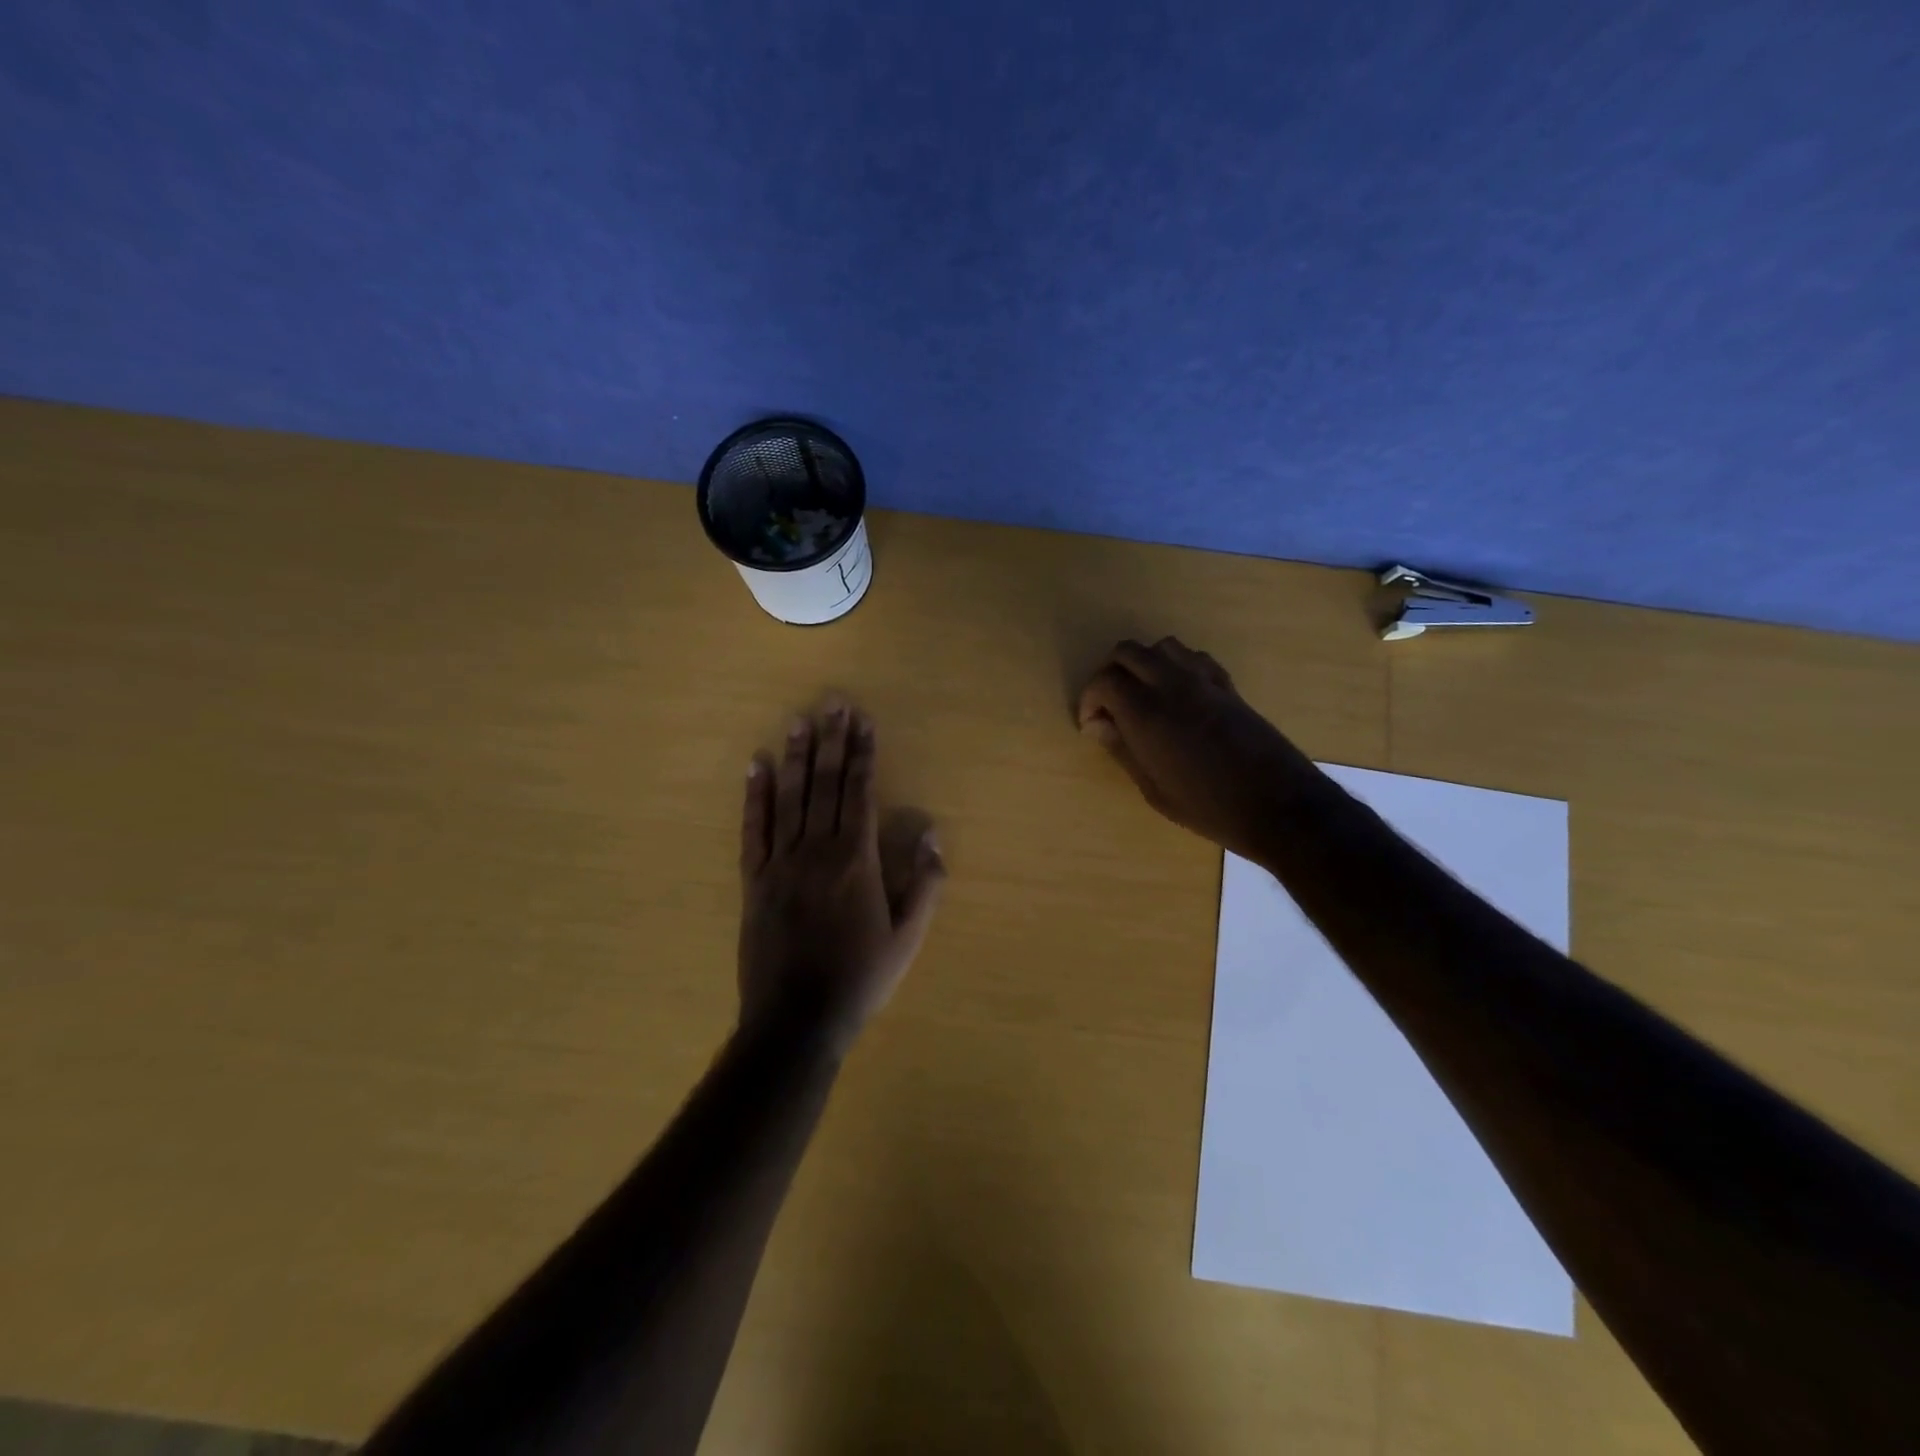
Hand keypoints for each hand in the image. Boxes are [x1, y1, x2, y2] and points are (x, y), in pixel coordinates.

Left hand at [738, 699, 945, 1054]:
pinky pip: (753, 829)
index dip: (862, 754)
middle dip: (831, 741)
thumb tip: (931, 833)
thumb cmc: (860, 978)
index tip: (863, 721)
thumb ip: (925, 883)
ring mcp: (780, 863)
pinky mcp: (754, 880)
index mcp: (856, 860)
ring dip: (796, 756)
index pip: (859, 792)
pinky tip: (757, 766)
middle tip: (833, 703)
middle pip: (825, 784)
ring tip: (800, 720)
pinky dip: (755, 796)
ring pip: (789, 798)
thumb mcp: (908, 938)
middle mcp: (817, 850)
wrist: (796, 1020)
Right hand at [1077, 637, 1315, 861]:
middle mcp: (1171, 684)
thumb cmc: (1208, 807)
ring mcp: (1203, 680)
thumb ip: (1123, 749)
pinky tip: (1178, 695)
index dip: (1090, 700)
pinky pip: (1194, 658)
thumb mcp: (1154, 789)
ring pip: (1162, 647)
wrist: (1278, 804)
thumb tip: (1098, 726)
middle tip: (1110, 706)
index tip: (1092, 725)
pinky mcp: (1228, 685)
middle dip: (1110, 673)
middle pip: (1128, 652)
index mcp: (1146, 712)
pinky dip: (1176, 666)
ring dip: (1144, 664)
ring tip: (1143, 695)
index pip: (1104, 681)